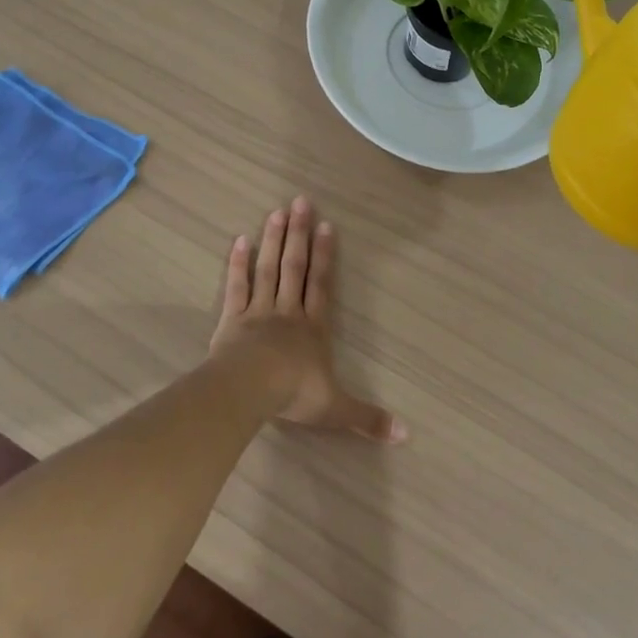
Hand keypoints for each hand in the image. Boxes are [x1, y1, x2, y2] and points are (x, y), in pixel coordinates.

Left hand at [211, 196, 406, 443]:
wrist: (249, 390)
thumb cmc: (294, 394)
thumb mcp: (335, 409)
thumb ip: (367, 418)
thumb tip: (406, 435)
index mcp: (313, 327)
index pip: (322, 285)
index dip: (326, 256)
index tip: (327, 225)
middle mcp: (288, 312)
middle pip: (295, 267)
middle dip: (299, 234)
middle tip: (300, 201)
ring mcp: (258, 311)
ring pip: (268, 269)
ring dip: (273, 240)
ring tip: (276, 211)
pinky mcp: (232, 319)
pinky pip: (236, 286)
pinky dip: (238, 264)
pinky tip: (240, 240)